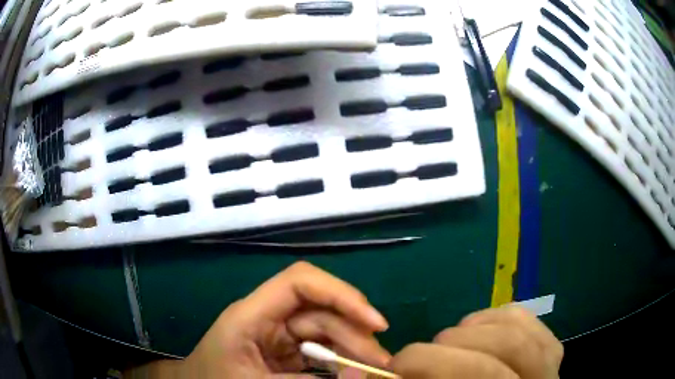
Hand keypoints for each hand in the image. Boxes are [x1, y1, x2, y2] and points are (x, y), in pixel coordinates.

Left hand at [179, 262, 390, 377]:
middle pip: (321, 310)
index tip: (374, 321)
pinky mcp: (286, 351)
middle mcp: (269, 318)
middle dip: (355, 332)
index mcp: (252, 315)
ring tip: (374, 368)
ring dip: (352, 347)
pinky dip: (340, 360)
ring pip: (326, 330)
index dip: (341, 294)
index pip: (300, 282)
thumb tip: (360, 374)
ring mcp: (279, 335)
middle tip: (382, 362)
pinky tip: (352, 372)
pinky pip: (321, 349)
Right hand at [390, 307, 562, 378]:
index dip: (427, 364)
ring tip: (448, 343)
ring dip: (472, 330)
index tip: (394, 366)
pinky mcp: (551, 349)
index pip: (477, 375)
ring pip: (517, 329)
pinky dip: (495, 316)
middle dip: (446, 350)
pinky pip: (526, 319)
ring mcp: (550, 364)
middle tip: (418, 358)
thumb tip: (354, 370)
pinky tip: (476, 331)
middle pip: (500, 351)